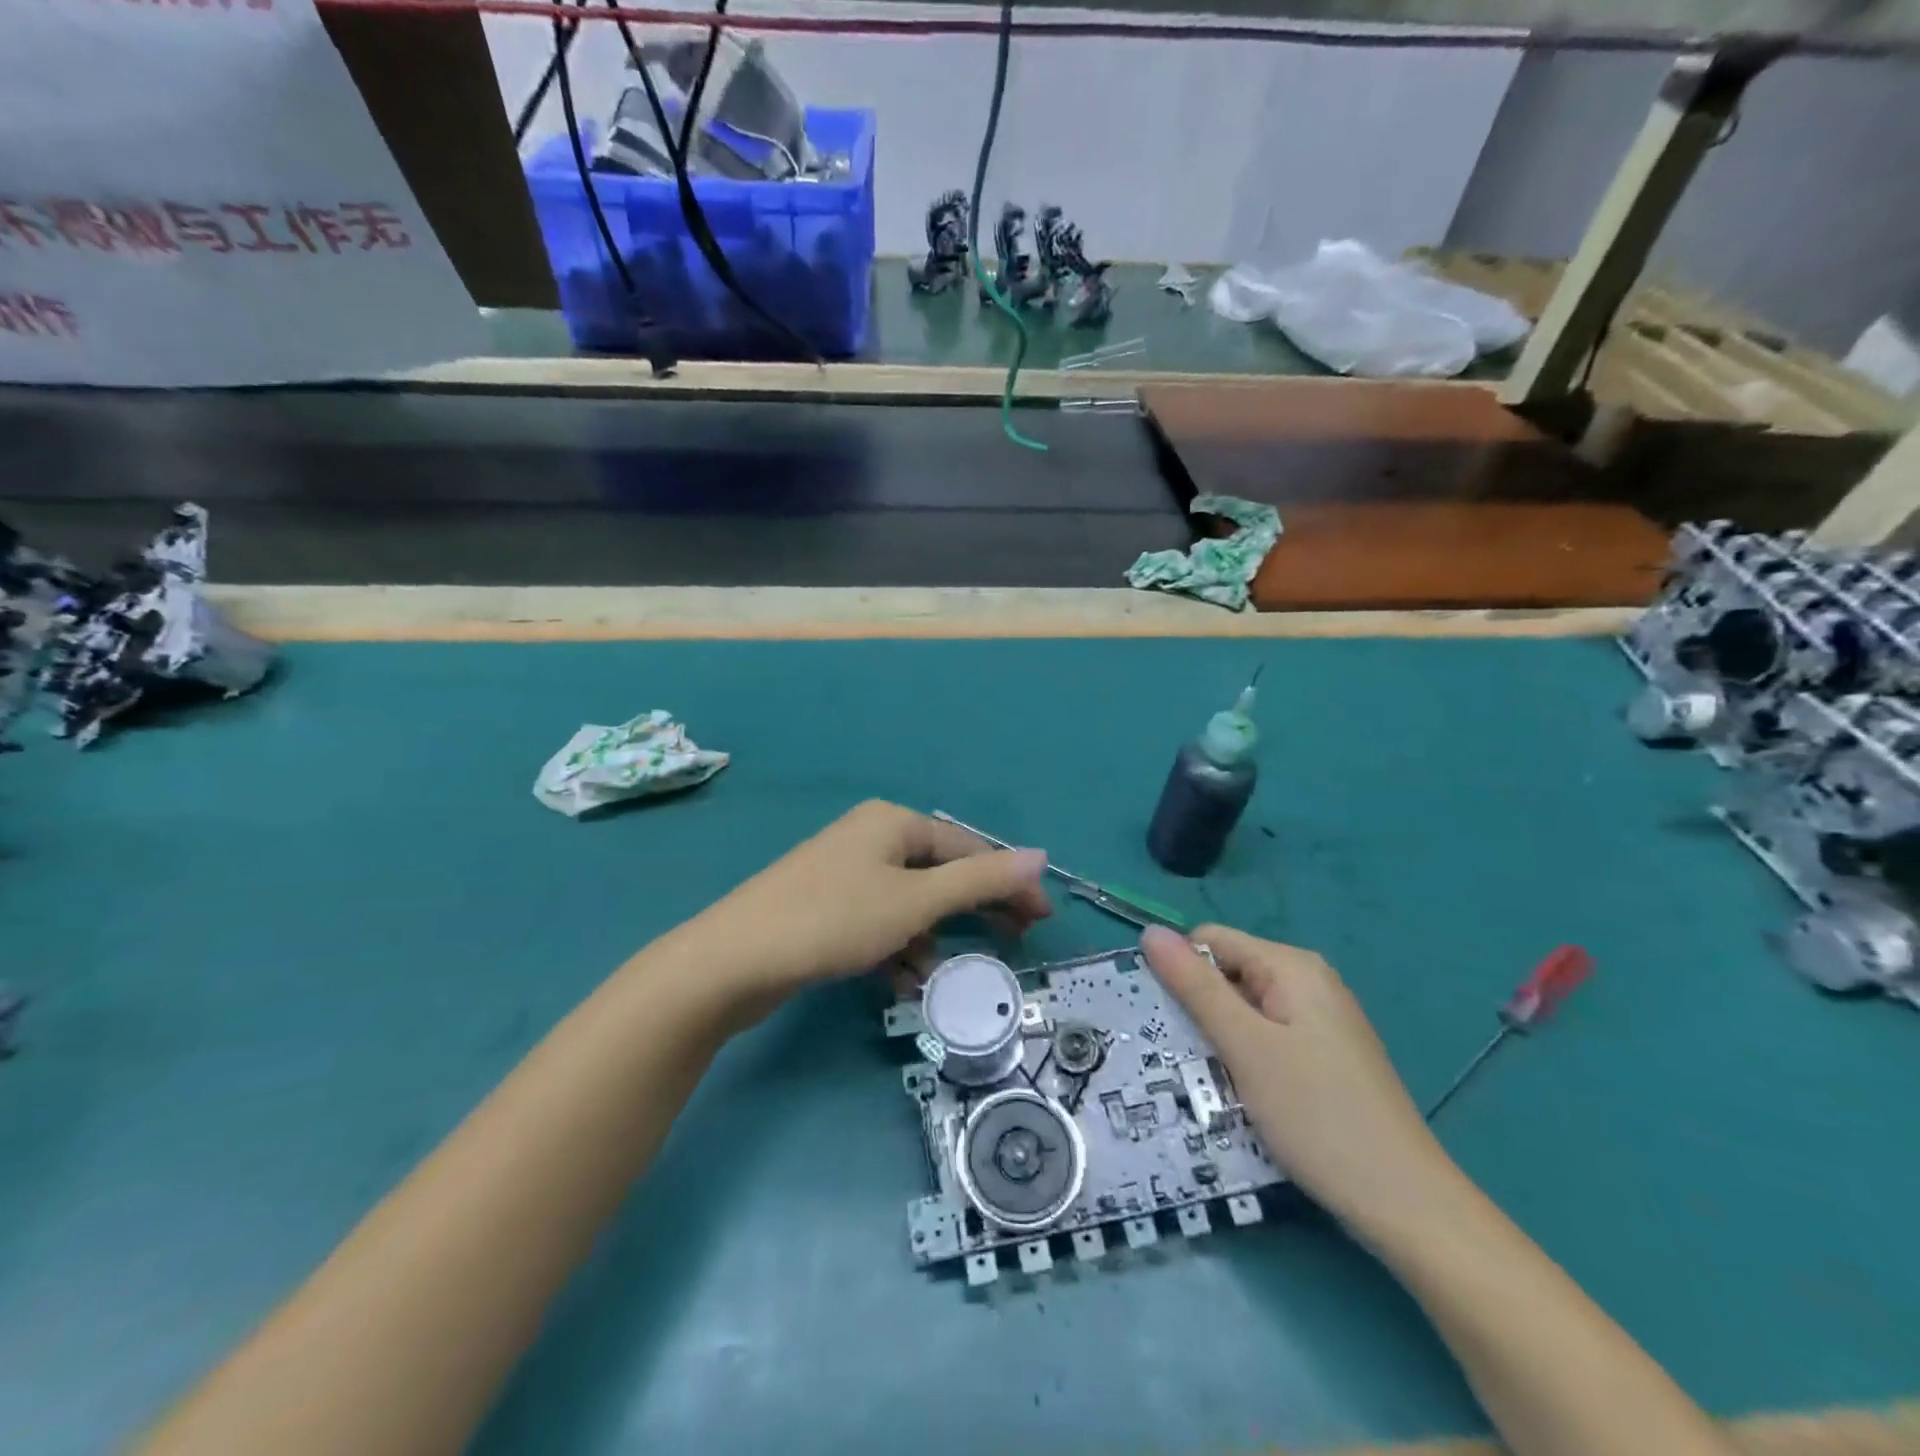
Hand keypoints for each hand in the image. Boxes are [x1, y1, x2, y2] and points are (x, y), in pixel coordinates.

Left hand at [674, 801, 1050, 1013]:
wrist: (733, 961)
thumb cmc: (834, 920)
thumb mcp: (916, 901)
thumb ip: (980, 881)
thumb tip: (1040, 856)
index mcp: (892, 823)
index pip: (968, 848)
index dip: (1008, 882)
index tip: (1041, 919)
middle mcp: (870, 838)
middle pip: (941, 873)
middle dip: (975, 910)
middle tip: (1014, 942)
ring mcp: (844, 873)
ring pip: (910, 903)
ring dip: (932, 937)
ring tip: (940, 973)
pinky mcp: (826, 908)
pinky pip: (880, 922)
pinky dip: (897, 948)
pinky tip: (901, 980)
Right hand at [1141, 923, 1454, 1240]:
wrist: (1404, 1202)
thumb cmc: (1316, 1114)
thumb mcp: (1244, 1045)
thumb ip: (1196, 986)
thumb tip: (1151, 932)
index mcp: (1292, 966)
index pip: (1211, 940)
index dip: (1181, 972)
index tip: (1166, 1020)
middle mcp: (1309, 981)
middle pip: (1230, 973)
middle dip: (1200, 1009)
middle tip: (1184, 1057)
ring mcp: (1321, 1020)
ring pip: (1245, 1009)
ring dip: (1220, 1038)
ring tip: (1207, 1080)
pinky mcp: (1326, 1055)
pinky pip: (1268, 1036)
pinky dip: (1246, 1057)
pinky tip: (1241, 1093)